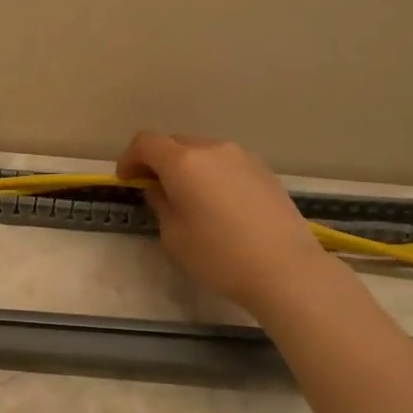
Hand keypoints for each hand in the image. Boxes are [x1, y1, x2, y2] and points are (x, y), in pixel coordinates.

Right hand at [117, 131, 325, 309]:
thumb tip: (160, 189)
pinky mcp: (264, 171)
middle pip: (175, 143)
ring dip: (188, 167)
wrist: (286, 269)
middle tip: (155, 189)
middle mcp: (212, 149)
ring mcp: (243, 157)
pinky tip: (219, 205)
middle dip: (158, 161)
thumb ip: (160, 204)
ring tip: (189, 198)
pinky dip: (213, 174)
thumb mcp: (173, 236)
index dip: (129, 158)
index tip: (126, 180)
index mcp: (183, 162)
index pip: (145, 143)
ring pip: (203, 151)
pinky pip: (227, 163)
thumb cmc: (218, 256)